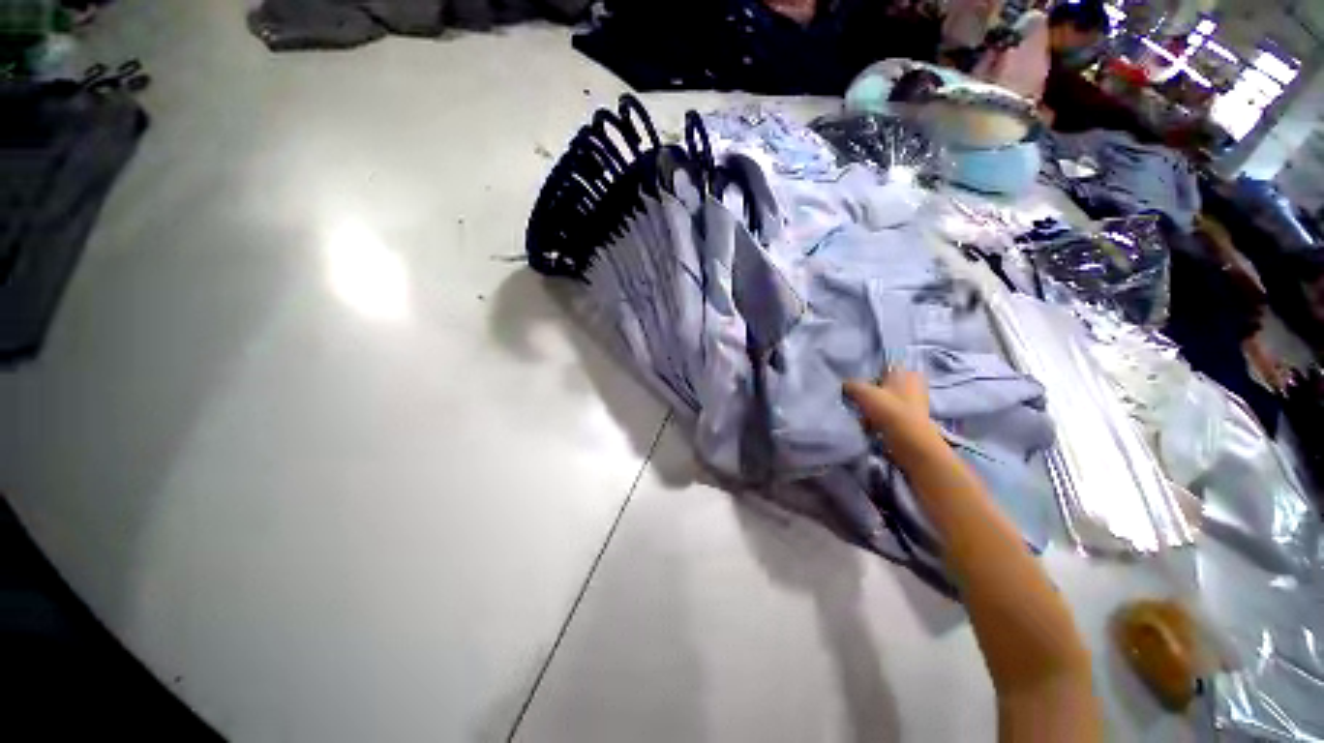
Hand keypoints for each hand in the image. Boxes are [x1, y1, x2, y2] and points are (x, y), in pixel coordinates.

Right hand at [844, 371, 944, 457]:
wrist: (908, 440)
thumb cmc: (888, 409)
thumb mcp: (862, 392)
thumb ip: (851, 385)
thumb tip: (845, 386)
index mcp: (906, 373)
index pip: (884, 368)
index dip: (870, 376)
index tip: (858, 385)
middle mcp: (915, 385)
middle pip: (885, 386)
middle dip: (872, 393)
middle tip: (858, 400)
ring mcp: (916, 404)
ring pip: (887, 402)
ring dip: (875, 408)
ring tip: (862, 416)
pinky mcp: (913, 420)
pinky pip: (891, 416)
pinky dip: (881, 420)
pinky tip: (871, 425)